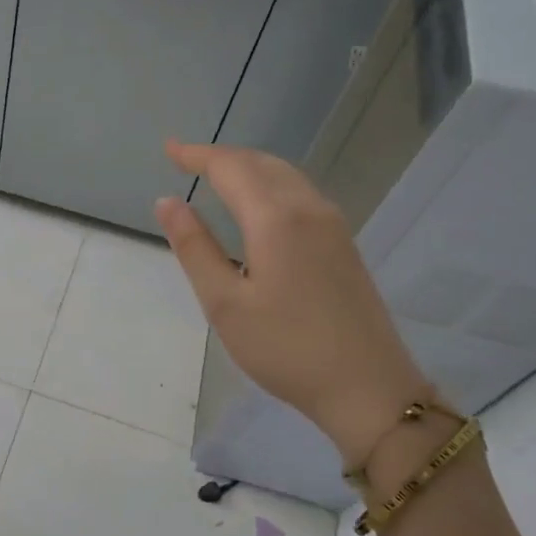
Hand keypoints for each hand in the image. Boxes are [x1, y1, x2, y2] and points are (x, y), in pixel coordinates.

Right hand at [155, 140, 427, 463]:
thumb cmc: (285, 348)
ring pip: (286, 176)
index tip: (168, 148)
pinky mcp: (344, 245)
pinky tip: (258, 206)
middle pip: (261, 164)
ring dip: (248, 167)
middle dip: (222, 157)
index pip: (231, 168)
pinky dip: (270, 184)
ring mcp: (333, 226)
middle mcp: (309, 209)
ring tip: (216, 175)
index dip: (197, 154)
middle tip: (186, 159)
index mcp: (276, 219)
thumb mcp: (224, 303)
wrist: (368, 387)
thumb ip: (194, 247)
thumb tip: (167, 201)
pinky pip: (301, 194)